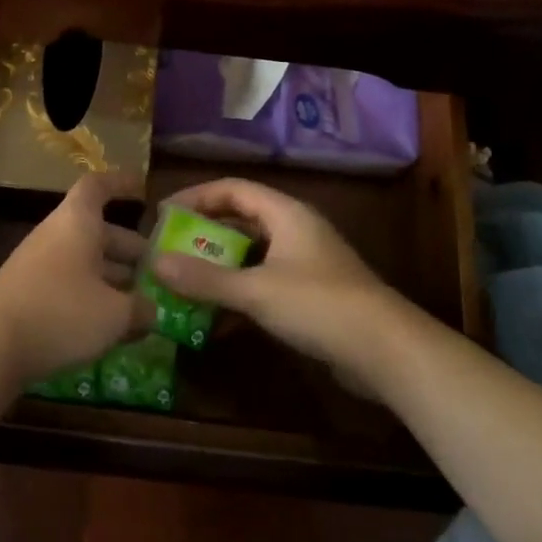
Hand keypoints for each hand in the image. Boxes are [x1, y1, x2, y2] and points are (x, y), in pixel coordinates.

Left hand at [0, 173, 151, 386]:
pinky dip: (91, 298)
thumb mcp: (115, 314)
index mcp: (78, 222)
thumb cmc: (61, 312)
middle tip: (156, 269)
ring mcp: (38, 265)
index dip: (120, 184)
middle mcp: (56, 235)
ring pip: (83, 261)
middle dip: (128, 248)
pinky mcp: (27, 295)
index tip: (142, 190)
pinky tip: (109, 327)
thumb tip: (152, 311)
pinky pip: (68, 285)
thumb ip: (141, 309)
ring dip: (112, 277)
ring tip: (140, 303)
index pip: (98, 187)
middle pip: (97, 231)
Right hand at [150, 178, 422, 394]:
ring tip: (183, 281)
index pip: (232, 189)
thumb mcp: (256, 290)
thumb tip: (154, 262)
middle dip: (203, 234)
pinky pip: (264, 282)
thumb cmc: (319, 305)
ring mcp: (305, 263)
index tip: (163, 215)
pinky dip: (238, 293)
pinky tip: (214, 317)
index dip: (196, 196)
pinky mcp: (311, 295)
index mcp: (285, 213)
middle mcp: (295, 230)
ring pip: (252, 254)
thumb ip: (205, 278)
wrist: (387, 352)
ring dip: (219, 266)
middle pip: (241, 220)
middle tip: (168, 250)